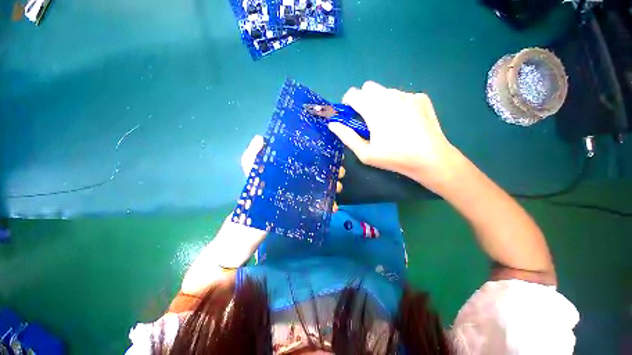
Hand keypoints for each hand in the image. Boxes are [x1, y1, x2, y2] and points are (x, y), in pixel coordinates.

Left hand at [240, 135, 344, 211]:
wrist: (254, 217)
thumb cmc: (254, 189)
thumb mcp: (250, 168)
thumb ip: (253, 154)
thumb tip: (261, 137)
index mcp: (292, 166)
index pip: (310, 156)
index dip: (323, 153)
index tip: (334, 152)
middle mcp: (301, 176)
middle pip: (321, 170)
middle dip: (334, 170)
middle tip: (341, 171)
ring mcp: (304, 191)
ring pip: (324, 186)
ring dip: (334, 186)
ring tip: (339, 187)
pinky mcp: (306, 205)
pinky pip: (321, 204)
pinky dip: (329, 205)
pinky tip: (334, 207)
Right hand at [327, 81, 462, 189]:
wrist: (430, 158)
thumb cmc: (394, 158)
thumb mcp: (366, 153)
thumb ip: (347, 137)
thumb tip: (333, 124)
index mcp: (374, 109)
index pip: (354, 94)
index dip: (348, 102)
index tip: (350, 114)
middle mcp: (390, 96)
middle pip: (369, 87)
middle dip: (364, 100)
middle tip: (368, 119)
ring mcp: (408, 95)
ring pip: (386, 91)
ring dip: (381, 102)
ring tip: (388, 122)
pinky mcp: (421, 98)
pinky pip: (402, 96)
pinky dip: (397, 105)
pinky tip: (405, 121)